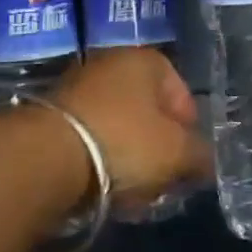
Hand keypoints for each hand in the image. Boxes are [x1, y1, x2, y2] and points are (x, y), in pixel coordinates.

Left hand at [50, 48, 210, 218]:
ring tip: (133, 191)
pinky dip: (99, 160)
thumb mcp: (178, 153)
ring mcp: (76, 87)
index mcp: (143, 60)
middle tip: (163, 178)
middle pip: (147, 109)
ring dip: (129, 157)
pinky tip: (103, 188)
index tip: (189, 157)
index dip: (189, 126)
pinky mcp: (51, 115)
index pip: (180, 89)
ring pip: (118, 126)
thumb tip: (204, 161)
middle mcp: (108, 63)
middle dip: (158, 146)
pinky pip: (89, 138)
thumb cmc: (124, 142)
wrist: (47, 157)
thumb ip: (200, 155)